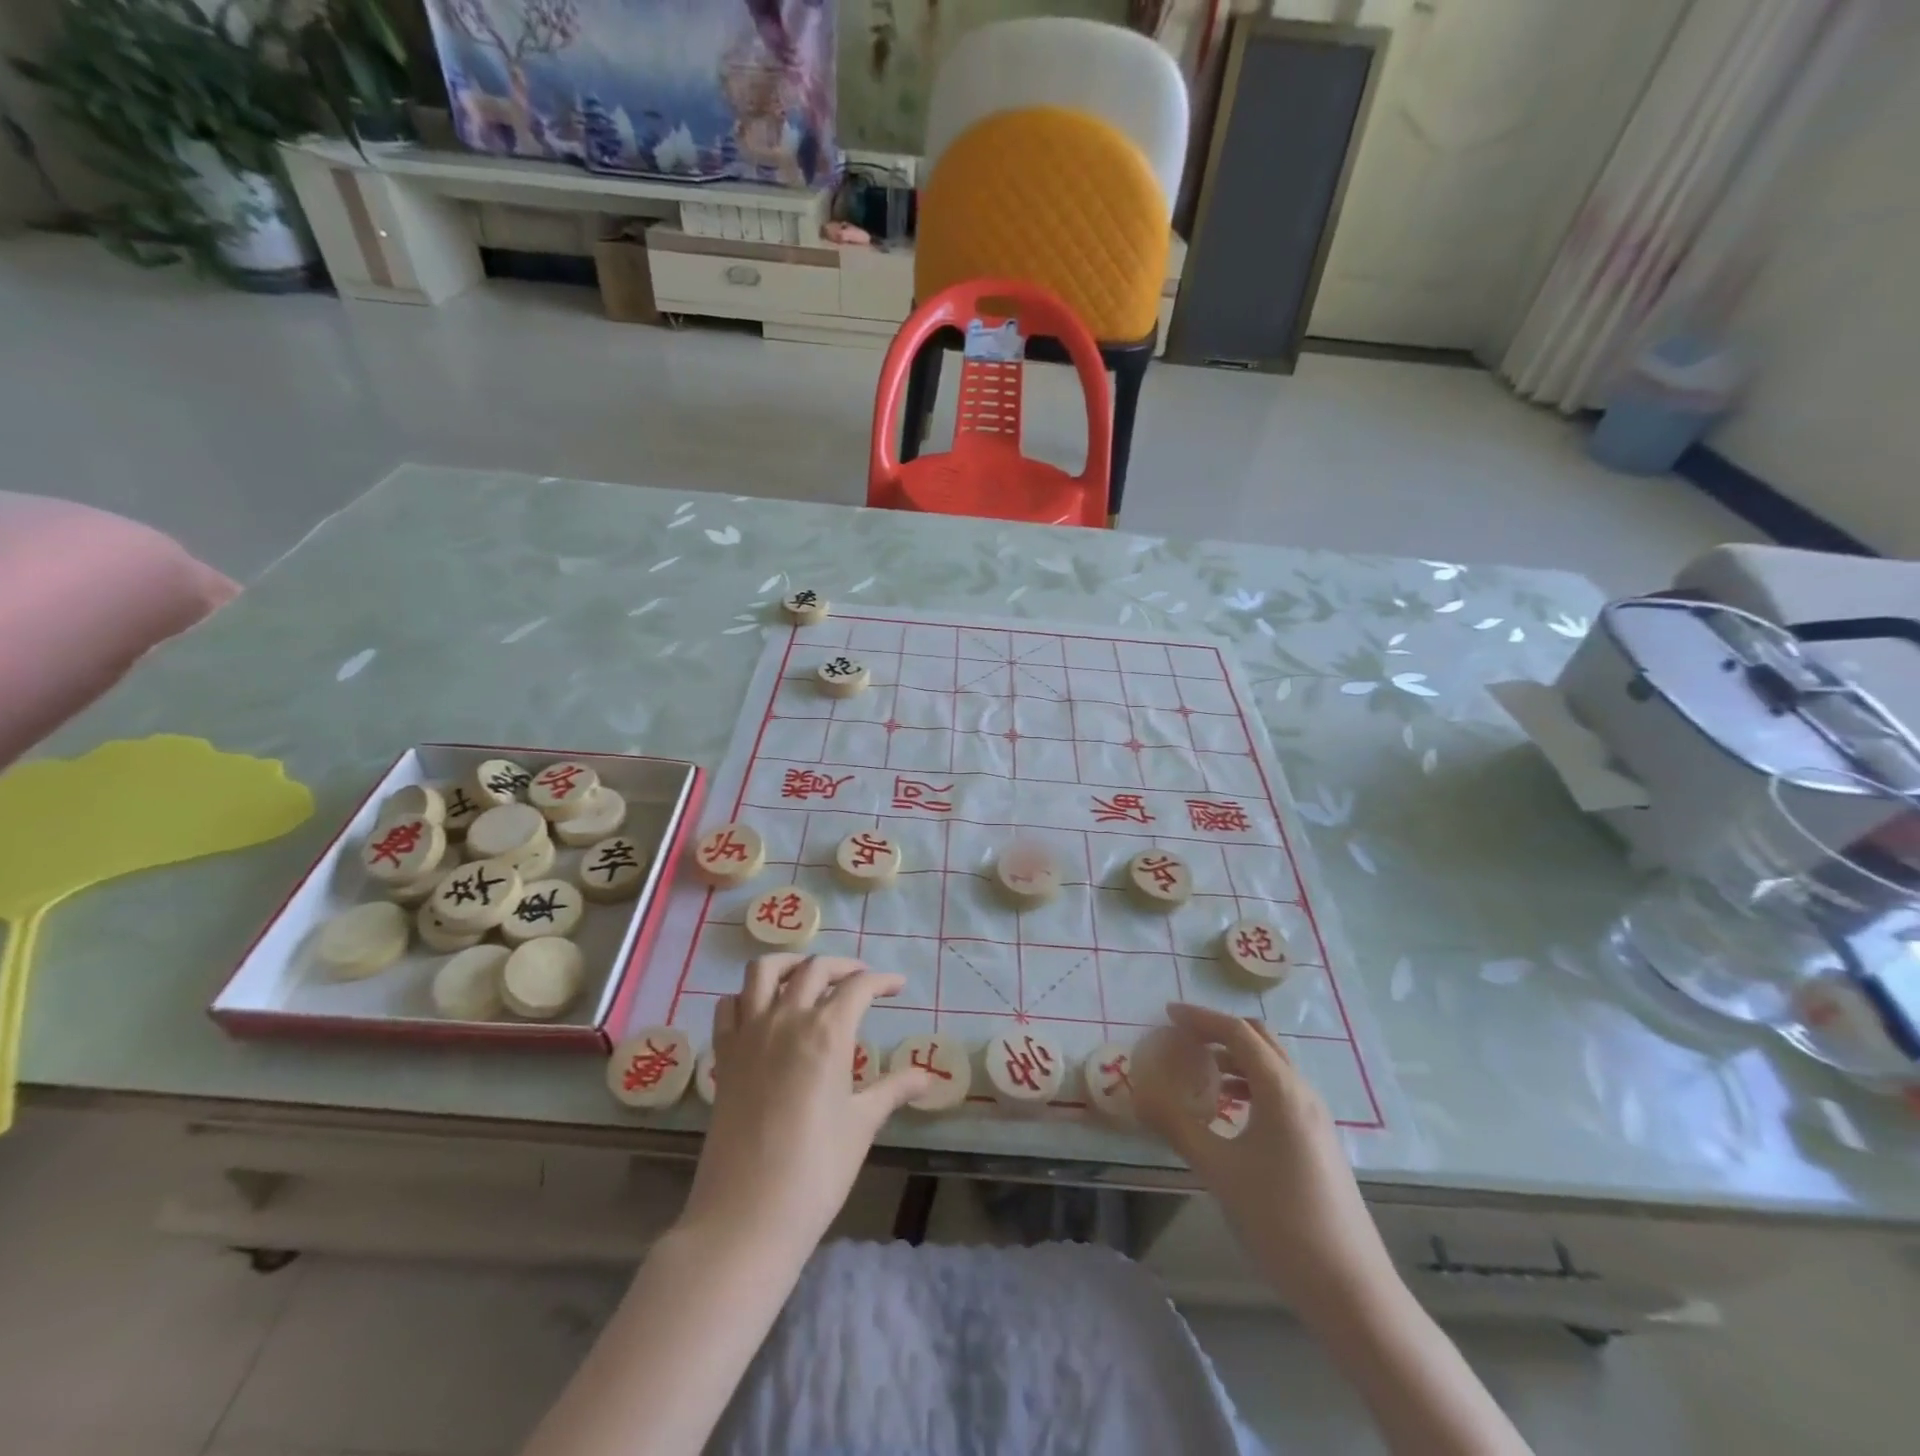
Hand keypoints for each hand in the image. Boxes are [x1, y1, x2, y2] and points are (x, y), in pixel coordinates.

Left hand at [679, 954, 929, 1254]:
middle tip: (861, 981)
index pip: (859, 986)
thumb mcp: (862, 1125)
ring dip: (791, 963)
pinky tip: (762, 1010)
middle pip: (816, 968)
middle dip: (843, 966)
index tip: (897, 986)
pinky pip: (729, 1006)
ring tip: (808, 976)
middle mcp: (787, 1019)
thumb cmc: (816, 1169)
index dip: (882, 981)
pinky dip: (747, 996)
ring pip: (764, 971)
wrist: (747, 1215)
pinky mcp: (724, 1055)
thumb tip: (927, 1077)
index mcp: (827, 1032)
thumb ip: (893, 1090)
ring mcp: (750, 1034)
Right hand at [1136, 1003, 1395, 1316]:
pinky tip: (1228, 1110)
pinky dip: (1250, 1083)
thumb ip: (1177, 1125)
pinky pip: (1280, 1092)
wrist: (1351, 1292)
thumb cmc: (1280, 1221)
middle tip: (1182, 1037)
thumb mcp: (1219, 1170)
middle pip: (1260, 1040)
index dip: (1200, 1018)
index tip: (1167, 1014)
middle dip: (1219, 1030)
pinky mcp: (1319, 1142)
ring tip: (1198, 1071)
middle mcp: (1302, 1093)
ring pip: (1272, 1066)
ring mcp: (1315, 1118)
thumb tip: (1139, 1094)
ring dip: (1235, 1057)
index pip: (1237, 1032)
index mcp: (1281, 1090)